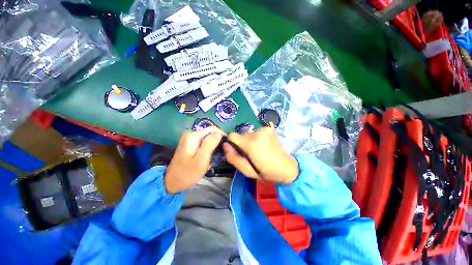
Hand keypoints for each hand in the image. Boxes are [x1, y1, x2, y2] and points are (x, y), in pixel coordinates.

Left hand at [165, 127, 224, 192]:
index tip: (228, 144)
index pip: (212, 129)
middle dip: (217, 139)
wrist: (172, 182)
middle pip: (209, 132)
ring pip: (207, 137)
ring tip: (218, 153)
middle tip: (223, 151)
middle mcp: (190, 134)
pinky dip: (208, 146)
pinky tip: (210, 154)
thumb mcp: (201, 160)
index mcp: (192, 136)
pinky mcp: (189, 144)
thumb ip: (210, 145)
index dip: (222, 134)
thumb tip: (219, 133)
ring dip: (214, 143)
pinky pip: (203, 141)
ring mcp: (189, 139)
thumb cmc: (187, 173)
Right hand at [223, 127, 298, 183]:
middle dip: (243, 144)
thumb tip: (225, 145)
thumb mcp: (247, 171)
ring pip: (249, 134)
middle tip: (251, 154)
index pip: (232, 135)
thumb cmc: (266, 172)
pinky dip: (258, 138)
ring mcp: (264, 129)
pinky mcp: (269, 129)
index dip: (232, 143)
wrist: (287, 167)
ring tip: (259, 150)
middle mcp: (257, 133)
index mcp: (251, 144)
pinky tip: (264, 146)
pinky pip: (257, 132)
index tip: (238, 150)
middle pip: (241, 135)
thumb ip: (233, 158)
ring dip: (250, 141)